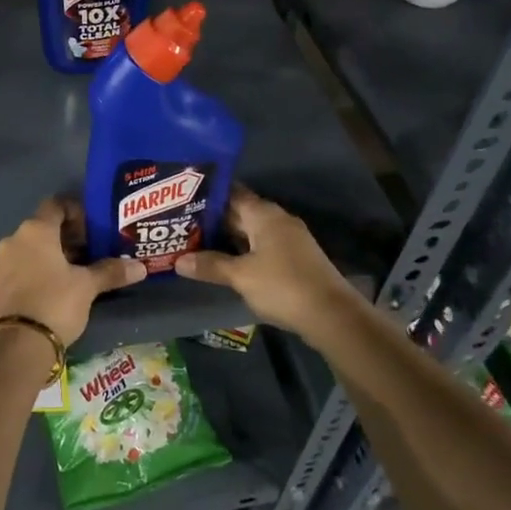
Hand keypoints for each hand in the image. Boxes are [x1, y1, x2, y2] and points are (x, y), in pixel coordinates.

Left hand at [0, 198, 143, 347]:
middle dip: (67, 237)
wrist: (17, 345)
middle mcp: (14, 239)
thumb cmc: (55, 302)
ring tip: (76, 272)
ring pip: (31, 248)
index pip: (56, 205)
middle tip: (90, 252)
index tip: (93, 228)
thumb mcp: (87, 286)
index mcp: (36, 230)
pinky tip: (55, 288)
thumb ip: (111, 272)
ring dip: (52, 255)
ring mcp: (1, 263)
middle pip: (43, 227)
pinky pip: (21, 267)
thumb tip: (141, 267)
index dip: (76, 212)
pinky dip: (37, 270)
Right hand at [175, 186, 362, 339]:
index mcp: (264, 214)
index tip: (182, 198)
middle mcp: (277, 220)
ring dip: (226, 238)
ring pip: (250, 232)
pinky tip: (223, 262)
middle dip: (212, 219)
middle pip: (240, 213)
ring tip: (194, 242)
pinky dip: (241, 251)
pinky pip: (260, 247)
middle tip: (180, 224)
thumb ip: (210, 266)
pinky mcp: (294, 259)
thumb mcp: (241, 276)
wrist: (332, 315)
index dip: (207, 196)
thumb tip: (178, 261)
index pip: (231, 193)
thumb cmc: (283, 286)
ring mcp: (288, 239)